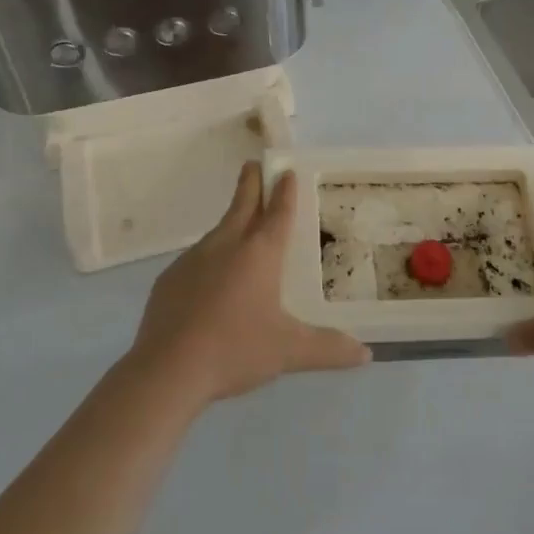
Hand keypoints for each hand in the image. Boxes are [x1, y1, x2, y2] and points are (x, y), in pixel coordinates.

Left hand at [128, 163, 371, 406]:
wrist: (167, 369)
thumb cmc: (235, 349)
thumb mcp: (289, 352)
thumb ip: (328, 349)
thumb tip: (366, 354)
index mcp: (259, 253)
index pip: (278, 212)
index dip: (285, 190)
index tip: (286, 171)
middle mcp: (226, 245)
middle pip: (242, 205)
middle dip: (251, 183)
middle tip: (254, 164)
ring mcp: (193, 260)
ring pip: (218, 231)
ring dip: (232, 222)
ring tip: (240, 225)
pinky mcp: (170, 279)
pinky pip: (196, 259)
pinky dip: (209, 258)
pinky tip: (211, 280)